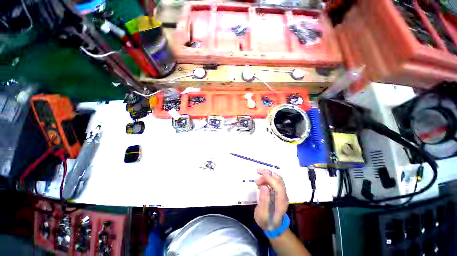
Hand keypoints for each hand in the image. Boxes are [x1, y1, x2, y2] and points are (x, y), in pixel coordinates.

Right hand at [254, 169, 287, 230]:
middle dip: (267, 174)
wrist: (273, 228)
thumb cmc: (266, 222)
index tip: (258, 172)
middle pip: (277, 180)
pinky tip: (260, 183)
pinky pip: (274, 183)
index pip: (277, 184)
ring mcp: (281, 194)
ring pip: (276, 180)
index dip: (268, 176)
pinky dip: (267, 180)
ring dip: (266, 177)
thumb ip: (263, 201)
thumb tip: (263, 186)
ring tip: (257, 181)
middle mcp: (283, 195)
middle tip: (257, 172)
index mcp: (280, 200)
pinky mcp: (278, 193)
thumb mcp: (262, 214)